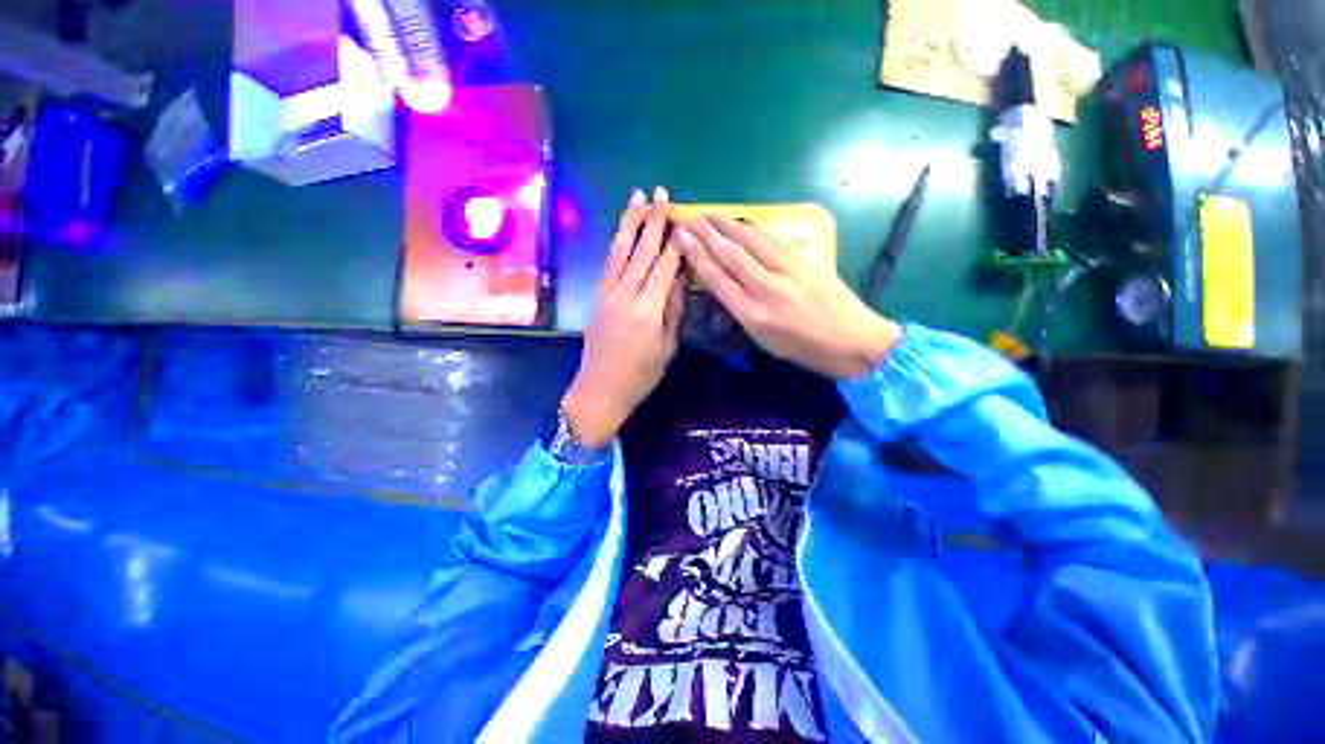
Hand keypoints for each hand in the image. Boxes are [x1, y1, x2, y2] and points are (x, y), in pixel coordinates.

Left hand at [562, 187, 685, 447]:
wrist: (600, 388)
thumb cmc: (641, 374)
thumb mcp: (667, 347)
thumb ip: (674, 310)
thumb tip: (682, 278)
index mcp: (648, 309)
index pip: (665, 266)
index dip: (675, 240)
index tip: (683, 216)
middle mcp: (626, 294)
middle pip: (641, 251)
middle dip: (652, 220)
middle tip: (660, 193)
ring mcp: (608, 293)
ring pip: (620, 251)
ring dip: (630, 222)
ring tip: (637, 197)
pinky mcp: (598, 297)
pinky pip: (608, 263)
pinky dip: (617, 243)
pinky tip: (622, 231)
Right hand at [674, 214, 901, 378]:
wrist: (854, 341)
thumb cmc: (804, 349)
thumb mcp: (764, 340)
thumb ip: (742, 310)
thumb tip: (725, 281)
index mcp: (754, 315)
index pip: (718, 278)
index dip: (697, 255)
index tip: (682, 237)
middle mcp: (768, 290)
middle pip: (732, 254)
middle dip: (707, 232)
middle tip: (689, 216)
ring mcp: (790, 272)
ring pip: (753, 241)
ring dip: (729, 224)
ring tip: (710, 213)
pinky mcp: (808, 260)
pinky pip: (775, 240)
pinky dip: (756, 229)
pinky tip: (744, 223)